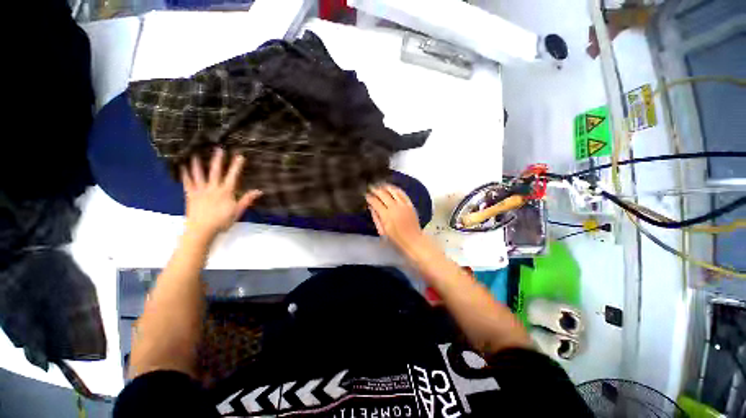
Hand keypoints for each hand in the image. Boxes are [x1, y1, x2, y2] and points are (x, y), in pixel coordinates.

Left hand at [181, 148, 261, 239]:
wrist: (202, 230)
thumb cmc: (222, 221)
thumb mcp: (238, 211)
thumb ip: (247, 200)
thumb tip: (259, 191)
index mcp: (226, 192)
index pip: (233, 176)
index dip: (236, 166)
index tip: (239, 155)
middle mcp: (213, 188)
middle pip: (215, 171)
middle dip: (218, 160)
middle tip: (218, 148)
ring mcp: (200, 190)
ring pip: (199, 174)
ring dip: (198, 163)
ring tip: (196, 152)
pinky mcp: (190, 194)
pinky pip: (187, 182)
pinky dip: (184, 174)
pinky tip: (181, 166)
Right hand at [366, 185, 423, 251]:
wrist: (413, 240)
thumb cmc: (396, 239)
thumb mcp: (382, 231)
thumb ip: (375, 218)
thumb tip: (371, 207)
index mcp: (386, 215)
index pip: (375, 202)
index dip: (369, 197)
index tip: (366, 195)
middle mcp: (394, 207)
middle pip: (383, 194)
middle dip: (375, 190)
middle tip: (370, 188)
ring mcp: (403, 205)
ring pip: (393, 191)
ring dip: (385, 187)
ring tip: (380, 185)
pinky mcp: (410, 204)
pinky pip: (402, 193)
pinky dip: (396, 189)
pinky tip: (392, 188)